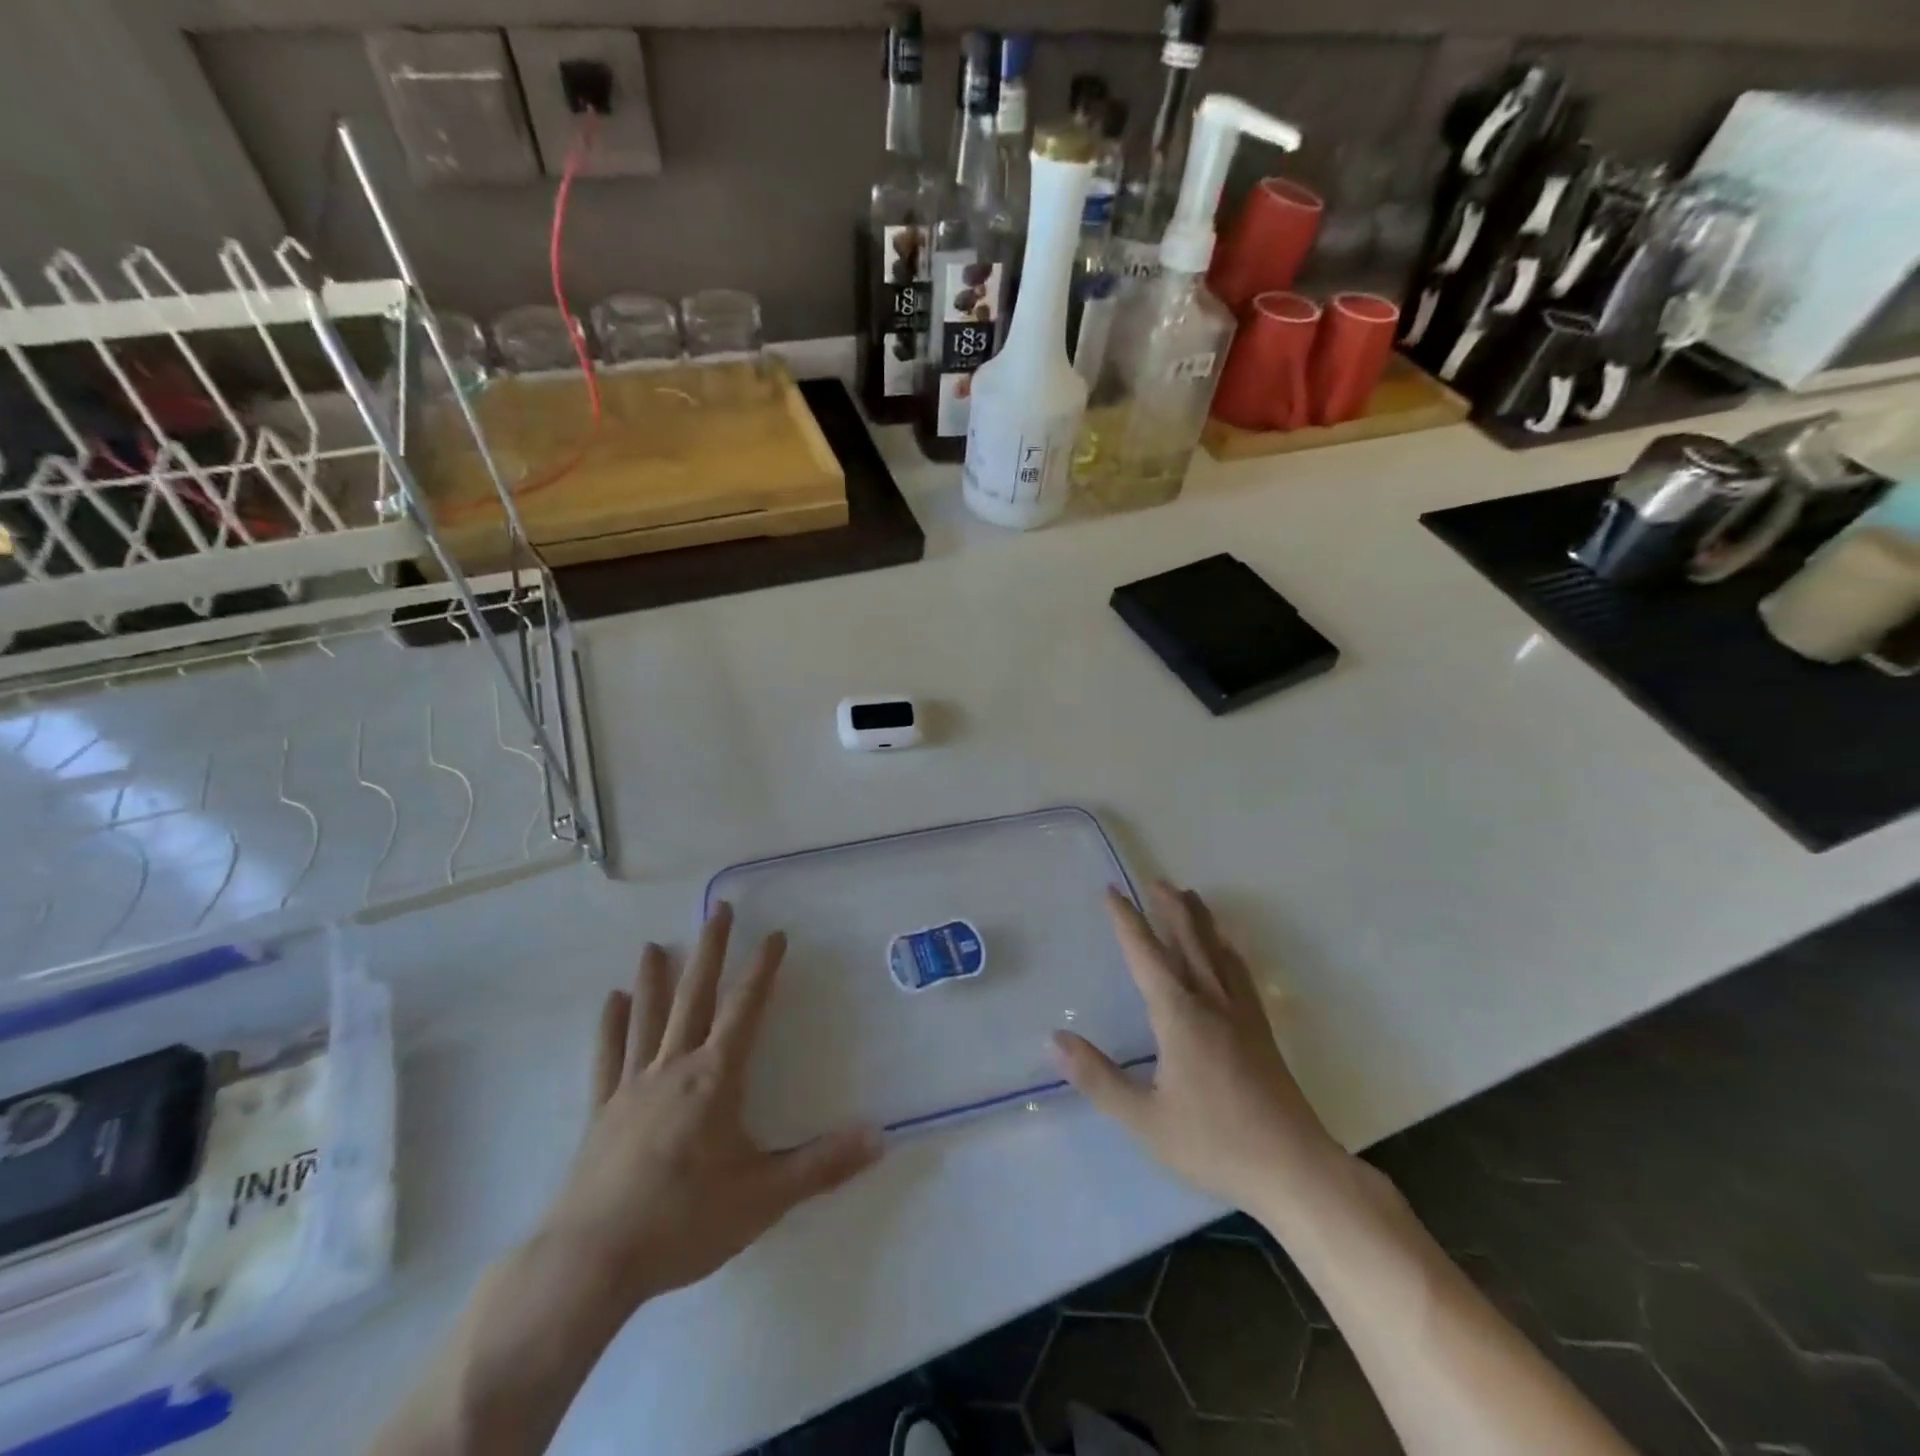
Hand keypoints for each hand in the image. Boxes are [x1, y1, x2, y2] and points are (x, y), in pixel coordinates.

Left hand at [536, 903, 882, 1313]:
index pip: (746, 1009)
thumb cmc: (683, 1223)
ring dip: (655, 978)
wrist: (592, 1262)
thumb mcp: (765, 1198)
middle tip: (719, 910)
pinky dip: (611, 1026)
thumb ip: (823, 1165)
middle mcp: (674, 1067)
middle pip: (695, 997)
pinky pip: (608, 1057)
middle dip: (711, 951)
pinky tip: (612, 1001)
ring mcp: (632, 1087)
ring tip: (655, 944)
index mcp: (716, 1078)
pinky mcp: (602, 1112)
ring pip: (648, 1018)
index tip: (775, 934)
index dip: (763, 969)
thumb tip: (880, 1136)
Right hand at [1052, 884, 1345, 1215]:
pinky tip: (1229, 950)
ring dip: (1200, 920)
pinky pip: (1241, 974)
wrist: (1294, 1169)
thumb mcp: (1145, 1119)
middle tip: (1155, 880)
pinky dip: (1228, 950)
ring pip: (1217, 952)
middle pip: (1187, 941)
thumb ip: (1098, 1077)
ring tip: (1190, 896)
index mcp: (1178, 1015)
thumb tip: (1055, 1039)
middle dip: (1169, 908)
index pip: (1145, 955)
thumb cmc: (1213, 1143)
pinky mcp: (1261, 1030)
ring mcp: (1241, 1014)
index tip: (1112, 891)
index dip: (1126, 921)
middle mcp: (1210, 1002)